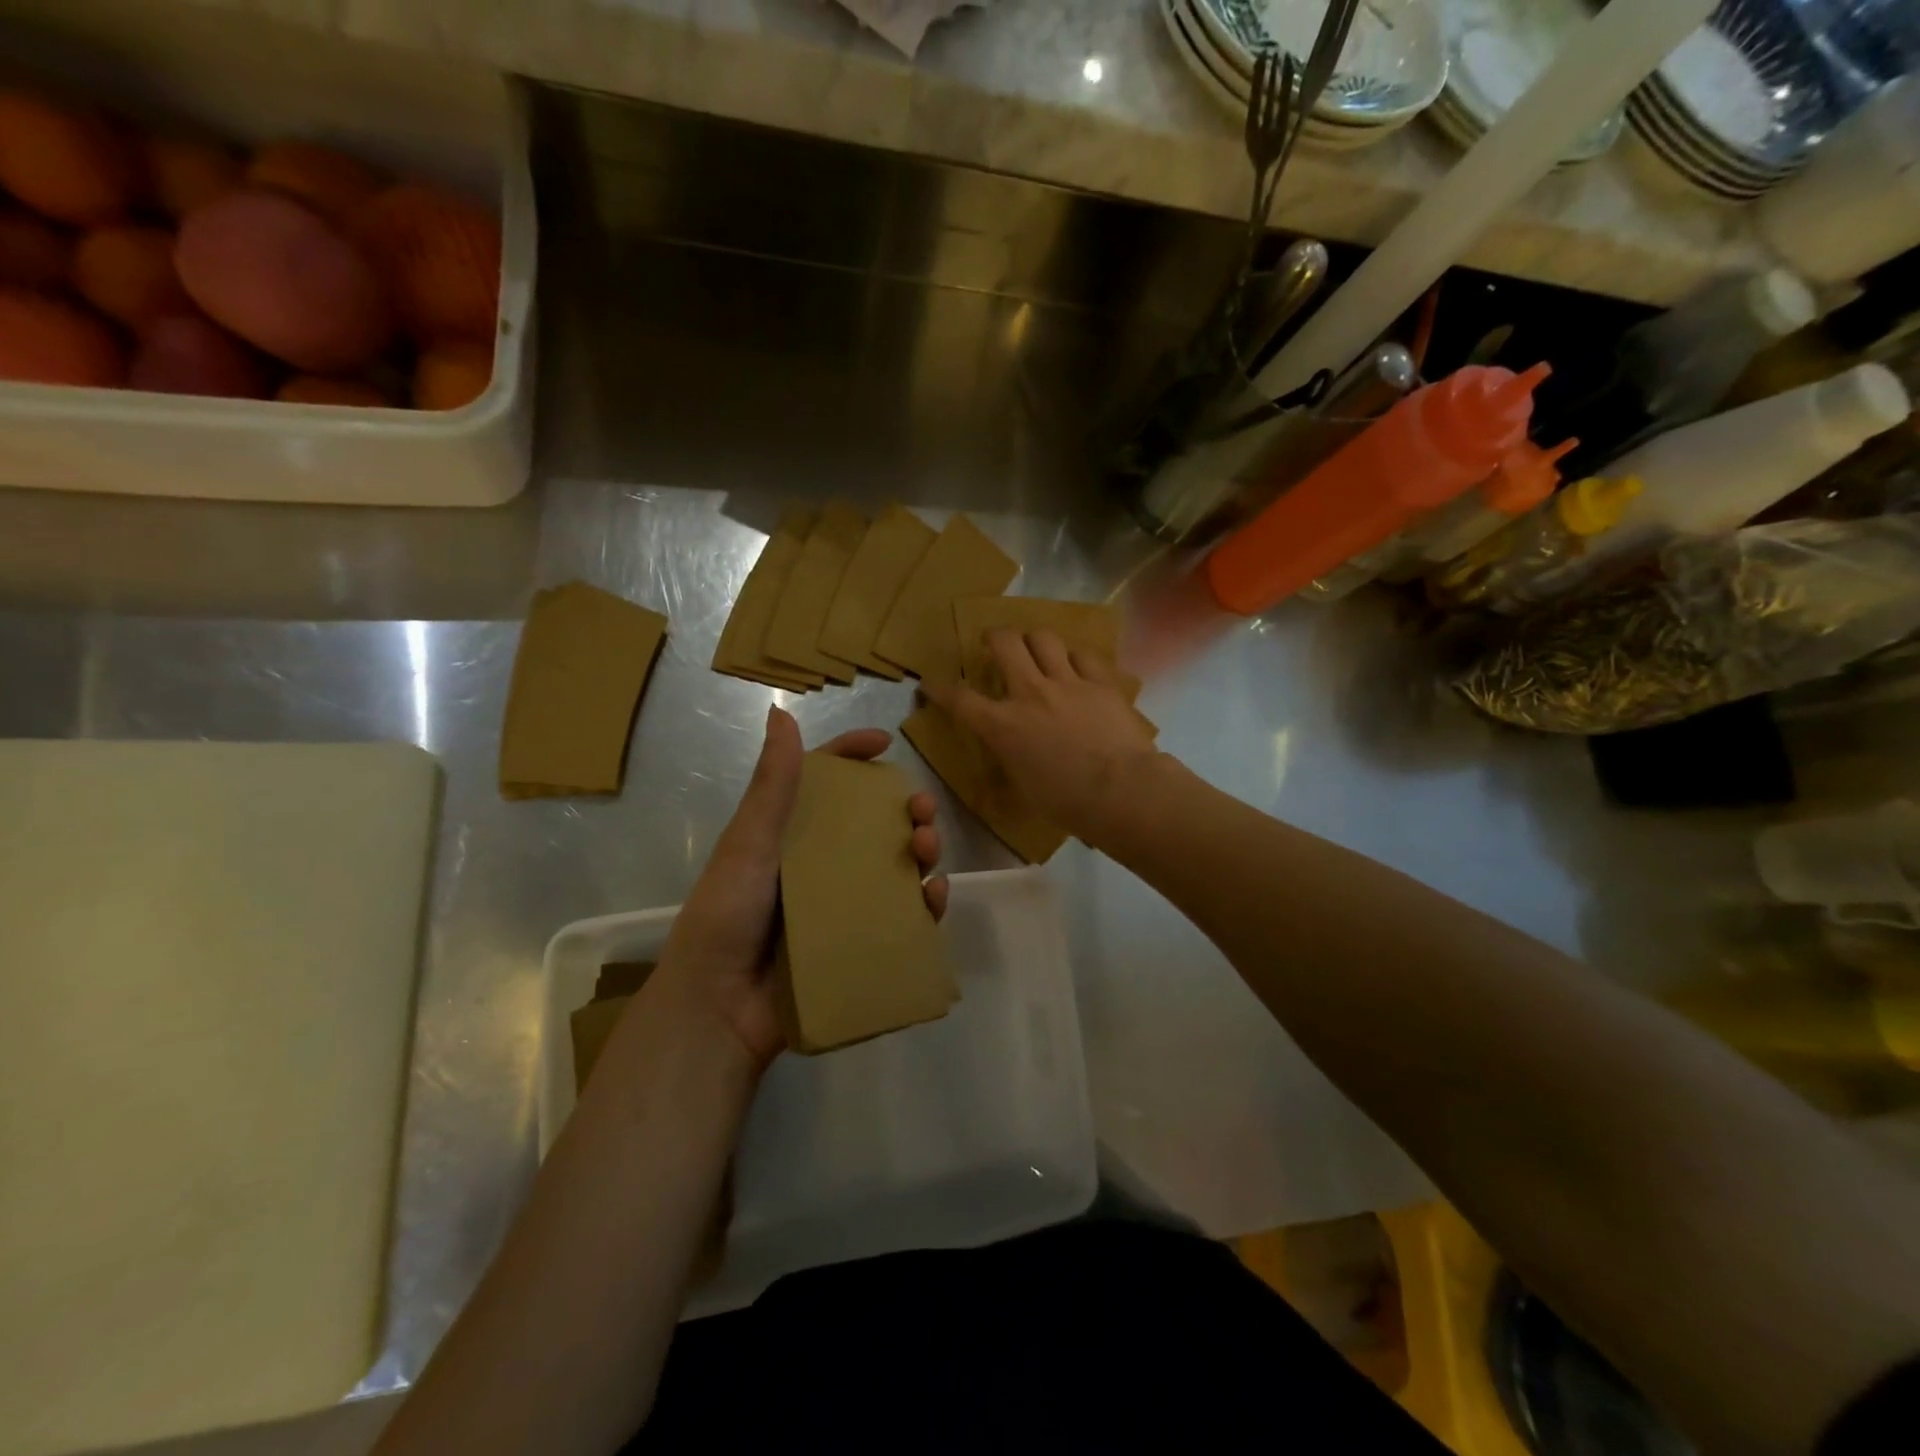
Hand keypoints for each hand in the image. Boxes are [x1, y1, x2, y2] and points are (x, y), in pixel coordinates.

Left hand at [650, 707, 946, 1070]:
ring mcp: (842, 904)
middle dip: (905, 808)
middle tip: (922, 808)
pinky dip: (925, 903)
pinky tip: (934, 895)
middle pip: (873, 823)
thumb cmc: (727, 917)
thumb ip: (771, 785)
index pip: (825, 782)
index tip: (886, 744)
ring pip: (895, 866)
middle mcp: (820, 863)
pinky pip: (903, 916)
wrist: (719, 1010)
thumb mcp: (749, 845)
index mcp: (789, 834)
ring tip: (927, 849)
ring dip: (921, 849)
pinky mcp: (859, 942)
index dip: (854, 756)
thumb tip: (781, 713)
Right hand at [923, 628, 1159, 839]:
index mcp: (1004, 726)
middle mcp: (1031, 694)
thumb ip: (1012, 756)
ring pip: (1043, 638)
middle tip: (993, 642)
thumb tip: (1012, 749)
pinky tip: (1077, 668)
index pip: (961, 699)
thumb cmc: (1067, 802)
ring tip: (1035, 647)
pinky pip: (1083, 656)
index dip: (940, 688)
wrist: (1123, 791)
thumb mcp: (1024, 785)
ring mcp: (1068, 683)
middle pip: (1004, 644)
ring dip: (1033, 640)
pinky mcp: (1101, 683)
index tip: (931, 683)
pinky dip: (1074, 659)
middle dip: (993, 636)